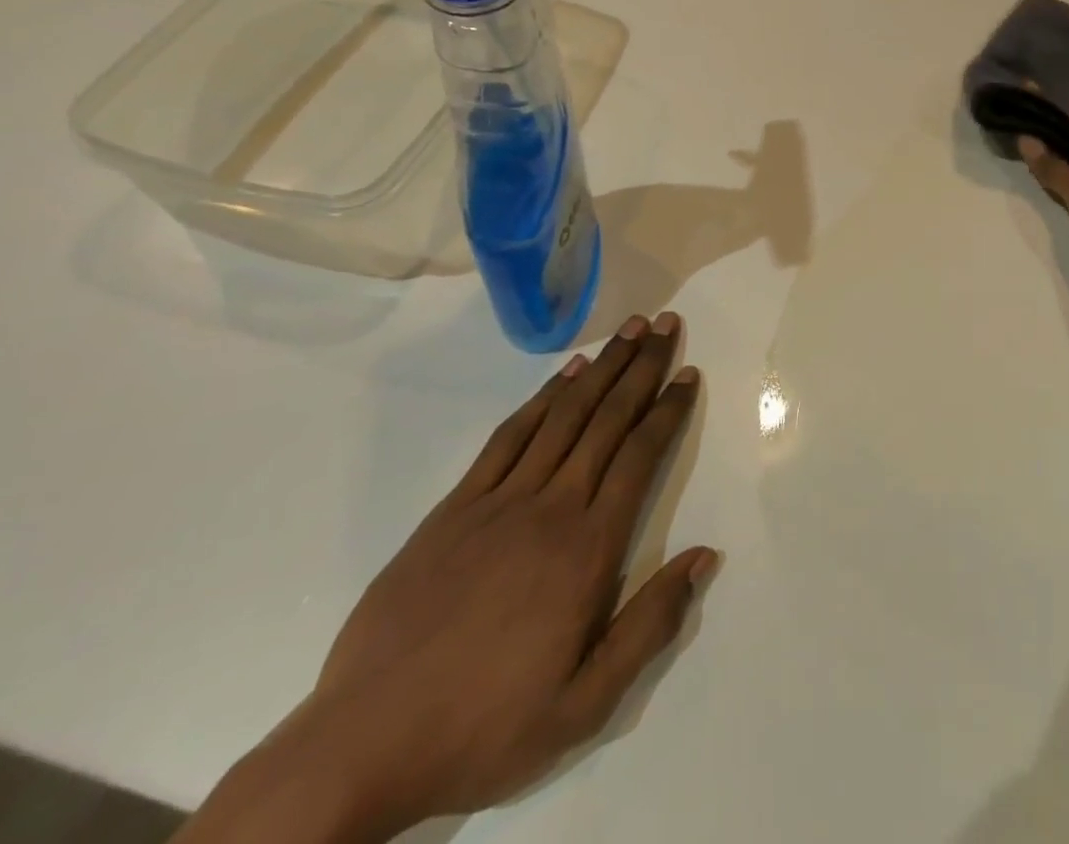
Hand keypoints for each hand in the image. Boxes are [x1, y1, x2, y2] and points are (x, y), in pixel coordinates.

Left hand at [186, 313, 716, 843]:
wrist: (363, 745)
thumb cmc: (487, 725)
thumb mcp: (586, 704)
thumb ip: (651, 625)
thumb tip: (705, 556)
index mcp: (588, 549)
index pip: (640, 456)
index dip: (668, 409)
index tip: (687, 372)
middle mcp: (551, 507)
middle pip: (607, 420)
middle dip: (641, 367)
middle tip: (667, 324)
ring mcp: (500, 500)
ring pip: (564, 415)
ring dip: (601, 367)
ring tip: (630, 330)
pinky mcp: (456, 505)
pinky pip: (509, 436)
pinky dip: (542, 397)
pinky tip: (565, 374)